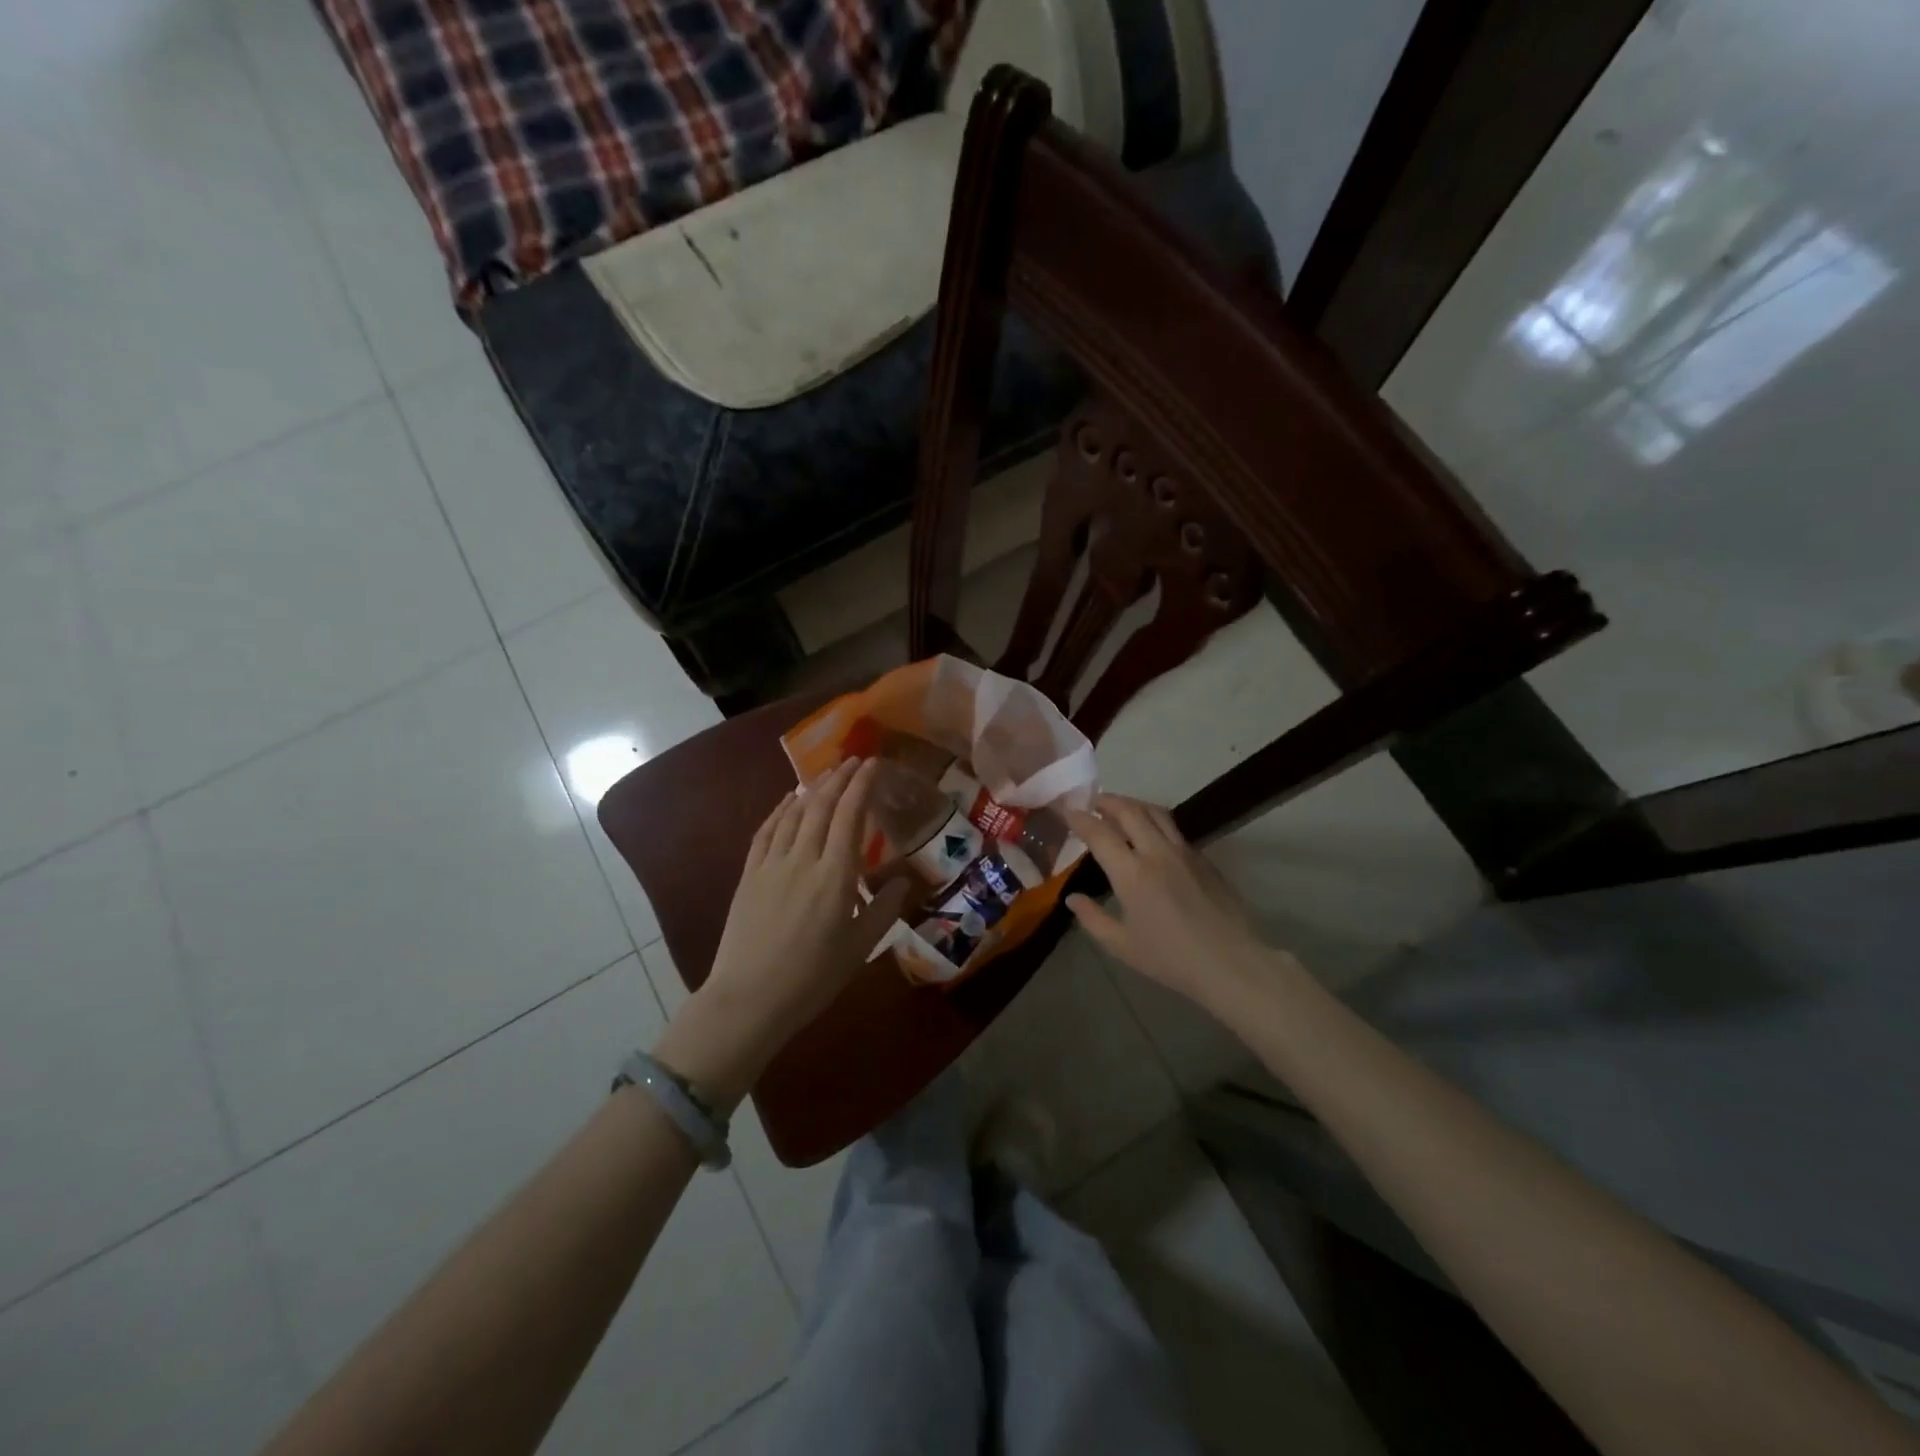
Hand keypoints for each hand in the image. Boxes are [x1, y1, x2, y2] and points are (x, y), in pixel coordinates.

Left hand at [655, 758, 906, 1108]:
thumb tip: (904, 878)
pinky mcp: (749, 875)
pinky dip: (779, 810)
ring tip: (827, 774)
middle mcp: (804, 859)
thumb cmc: (812, 978)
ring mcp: (772, 864)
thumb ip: (884, 909)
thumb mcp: (859, 948)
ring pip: (794, 814)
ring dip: (812, 788)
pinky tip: (788, 801)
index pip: (850, 816)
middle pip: (822, 806)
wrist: (749, 999)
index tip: (873, 765)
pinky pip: (766, 832)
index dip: (861, 786)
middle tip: (854, 760)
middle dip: (839, 778)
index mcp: (836, 876)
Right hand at [1064, 795, 1283, 1012]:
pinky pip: (1174, 829)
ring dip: (1133, 804)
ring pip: (1156, 813)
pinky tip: (1151, 836)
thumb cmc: (1171, 959)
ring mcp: (1184, 852)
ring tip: (1120, 809)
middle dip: (1108, 801)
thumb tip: (1072, 899)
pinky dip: (1155, 822)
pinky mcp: (1204, 859)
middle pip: (1129, 811)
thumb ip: (1093, 919)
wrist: (1231, 964)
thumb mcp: (1122, 946)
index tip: (1067, 810)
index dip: (1080, 818)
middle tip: (1093, 802)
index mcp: (1132, 874)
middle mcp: (1157, 853)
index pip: (1099, 833)